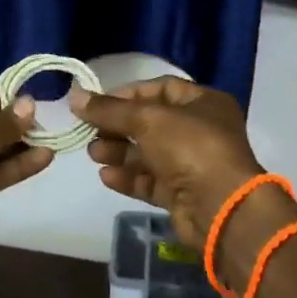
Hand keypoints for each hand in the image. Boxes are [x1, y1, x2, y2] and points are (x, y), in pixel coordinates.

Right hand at [71, 76, 296, 285]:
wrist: (222, 209)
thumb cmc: (191, 148)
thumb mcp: (147, 119)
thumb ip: (109, 109)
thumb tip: (74, 96)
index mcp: (204, 102)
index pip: (160, 89)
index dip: (127, 94)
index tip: (96, 103)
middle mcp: (201, 130)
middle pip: (151, 122)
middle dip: (118, 126)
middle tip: (90, 131)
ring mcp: (192, 164)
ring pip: (148, 153)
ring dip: (119, 152)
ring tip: (94, 154)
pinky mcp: (183, 194)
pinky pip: (150, 180)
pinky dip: (129, 177)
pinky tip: (106, 176)